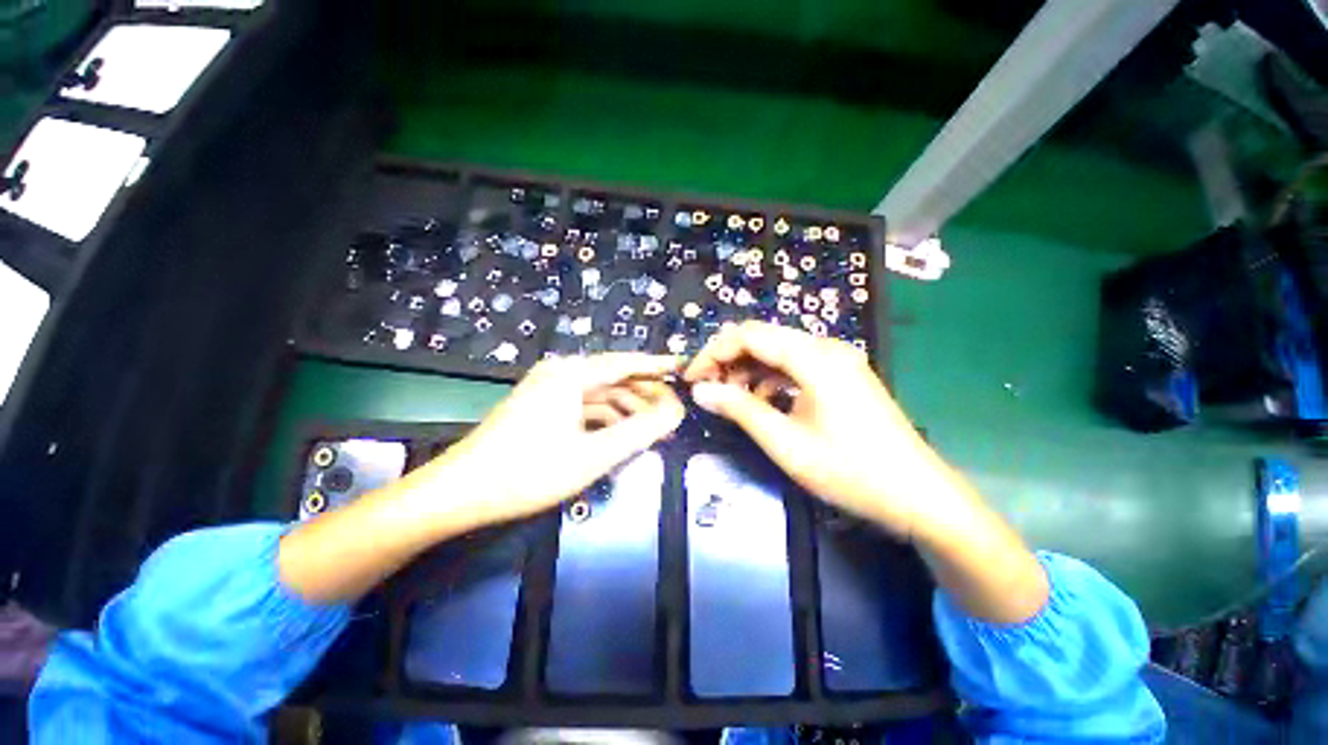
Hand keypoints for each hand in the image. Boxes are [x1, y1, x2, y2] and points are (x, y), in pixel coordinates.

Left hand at [426, 353, 685, 526]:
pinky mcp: (541, 407)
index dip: (657, 364)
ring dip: (626, 409)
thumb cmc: (529, 472)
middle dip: (644, 394)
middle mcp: (560, 373)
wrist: (460, 493)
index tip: (682, 367)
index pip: (626, 362)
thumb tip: (676, 411)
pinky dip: (605, 418)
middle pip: (613, 377)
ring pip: (599, 394)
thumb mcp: (594, 455)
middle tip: (672, 412)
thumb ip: (640, 431)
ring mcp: (548, 389)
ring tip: (651, 428)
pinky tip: (619, 434)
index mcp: (571, 374)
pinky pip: (583, 406)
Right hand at [683, 321, 947, 536]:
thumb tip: (700, 391)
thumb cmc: (850, 471)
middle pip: (763, 338)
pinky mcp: (841, 376)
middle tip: (707, 389)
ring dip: (748, 371)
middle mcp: (826, 347)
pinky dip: (770, 380)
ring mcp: (837, 360)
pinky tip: (762, 403)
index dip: (714, 352)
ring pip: (778, 352)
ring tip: (730, 399)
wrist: (919, 496)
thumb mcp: (785, 442)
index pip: (749, 335)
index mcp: (815, 357)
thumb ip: (739, 409)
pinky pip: (795, 367)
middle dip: (728, 360)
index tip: (692, 379)